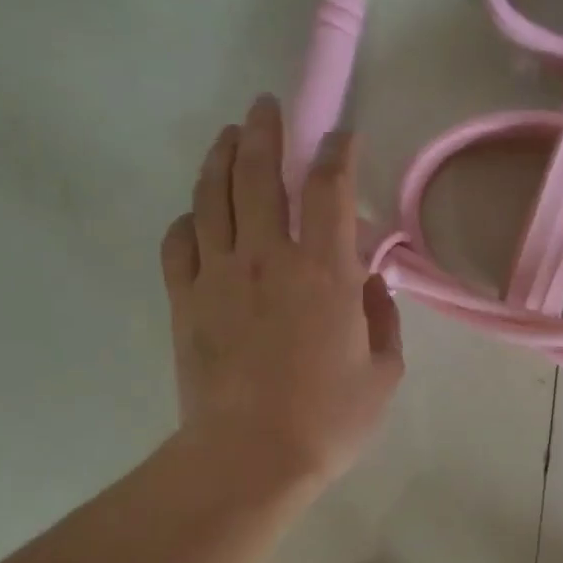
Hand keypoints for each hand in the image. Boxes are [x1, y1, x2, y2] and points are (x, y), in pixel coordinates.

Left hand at [162, 95, 402, 491]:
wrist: (252, 455)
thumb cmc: (329, 419)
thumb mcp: (383, 373)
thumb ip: (382, 319)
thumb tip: (370, 285)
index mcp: (325, 271)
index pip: (331, 189)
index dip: (337, 153)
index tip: (341, 136)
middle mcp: (268, 256)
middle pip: (261, 172)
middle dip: (266, 131)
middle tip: (266, 107)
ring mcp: (219, 274)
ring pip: (213, 195)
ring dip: (221, 157)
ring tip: (228, 136)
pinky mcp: (184, 298)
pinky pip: (180, 241)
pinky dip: (189, 218)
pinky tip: (197, 215)